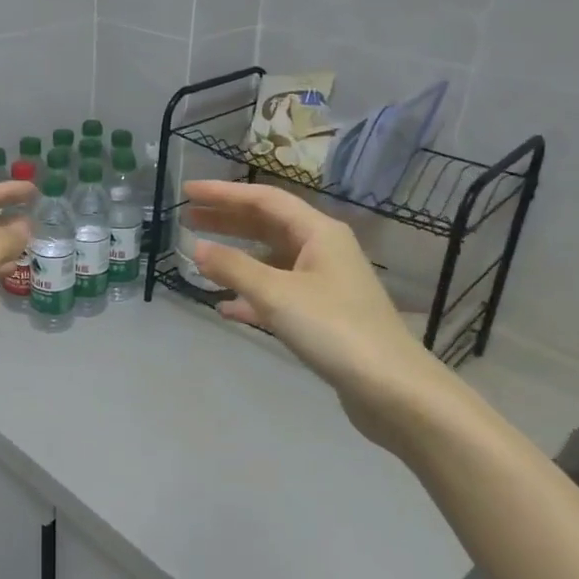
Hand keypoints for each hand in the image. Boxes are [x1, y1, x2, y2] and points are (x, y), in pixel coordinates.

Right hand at [182, 180, 454, 448]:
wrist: (390, 388)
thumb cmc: (334, 329)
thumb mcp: (277, 294)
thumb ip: (233, 268)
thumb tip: (197, 248)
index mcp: (319, 233)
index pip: (264, 199)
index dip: (224, 193)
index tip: (188, 191)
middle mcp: (323, 250)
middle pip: (268, 226)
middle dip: (228, 220)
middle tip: (187, 218)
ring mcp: (324, 284)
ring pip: (271, 261)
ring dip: (236, 258)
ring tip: (200, 258)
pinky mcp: (322, 316)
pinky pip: (278, 294)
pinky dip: (250, 296)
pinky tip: (225, 307)